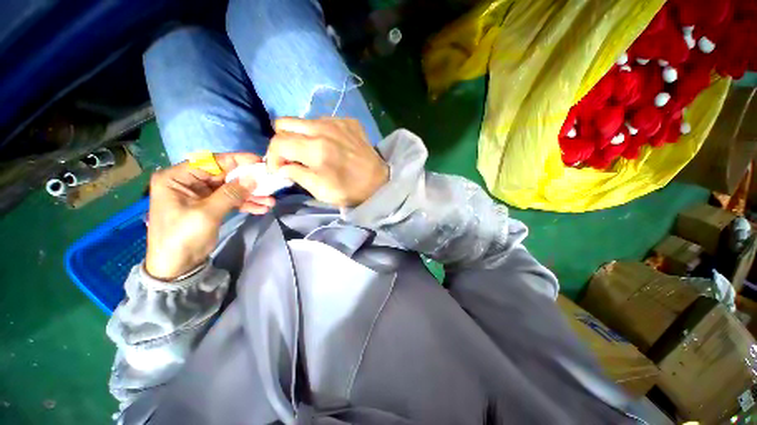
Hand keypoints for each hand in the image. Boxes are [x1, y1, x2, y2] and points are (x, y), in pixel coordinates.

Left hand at [145, 153, 274, 279]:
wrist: (176, 266)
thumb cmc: (182, 237)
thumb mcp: (207, 213)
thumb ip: (231, 193)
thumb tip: (254, 178)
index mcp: (177, 177)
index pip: (211, 162)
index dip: (236, 161)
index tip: (259, 161)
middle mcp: (188, 182)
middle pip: (224, 176)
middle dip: (248, 182)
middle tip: (269, 184)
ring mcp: (201, 195)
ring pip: (231, 189)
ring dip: (251, 195)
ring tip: (270, 201)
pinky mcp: (210, 206)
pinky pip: (231, 200)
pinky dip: (246, 204)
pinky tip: (262, 208)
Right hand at [266, 118, 387, 206]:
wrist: (378, 182)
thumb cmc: (349, 190)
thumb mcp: (319, 190)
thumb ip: (296, 174)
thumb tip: (281, 166)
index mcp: (315, 149)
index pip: (278, 142)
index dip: (272, 156)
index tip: (278, 168)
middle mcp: (323, 128)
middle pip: (284, 122)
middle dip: (282, 141)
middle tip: (292, 156)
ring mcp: (337, 122)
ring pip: (303, 120)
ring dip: (301, 136)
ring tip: (312, 151)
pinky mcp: (348, 121)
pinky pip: (323, 120)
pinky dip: (320, 133)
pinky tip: (330, 145)